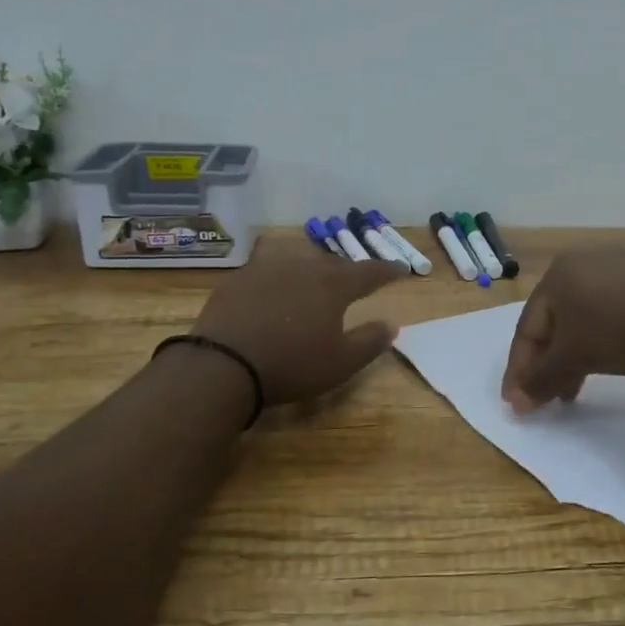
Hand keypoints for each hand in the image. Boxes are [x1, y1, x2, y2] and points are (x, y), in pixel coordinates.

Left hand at [191, 245, 407, 403]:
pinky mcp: (237, 279)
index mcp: (333, 284)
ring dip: (311, 269)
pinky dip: (278, 277)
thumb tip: (392, 324)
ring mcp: (266, 268)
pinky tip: (273, 290)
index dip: (387, 271)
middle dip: (348, 272)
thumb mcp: (341, 362)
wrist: (223, 364)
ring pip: (298, 260)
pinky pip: (266, 269)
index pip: (369, 271)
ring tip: (314, 280)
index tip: (401, 270)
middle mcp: (302, 267)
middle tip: (356, 283)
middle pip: (332, 264)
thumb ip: (370, 341)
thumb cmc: (292, 364)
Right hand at [500, 247, 624, 411]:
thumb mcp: (572, 358)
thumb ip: (540, 380)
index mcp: (556, 274)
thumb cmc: (616, 331)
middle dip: (546, 365)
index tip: (516, 402)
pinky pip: (606, 313)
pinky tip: (603, 363)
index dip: (519, 369)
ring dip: (571, 357)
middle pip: (553, 323)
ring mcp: (615, 268)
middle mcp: (581, 263)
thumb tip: (517, 402)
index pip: (527, 328)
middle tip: (545, 399)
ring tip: (572, 390)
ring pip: (580, 319)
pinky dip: (597, 340)